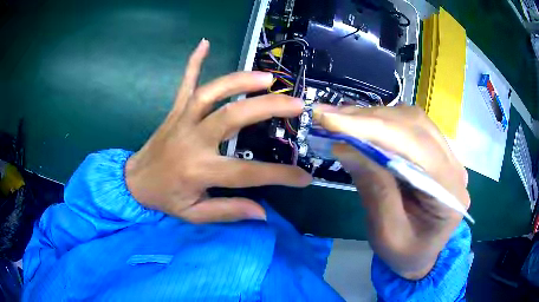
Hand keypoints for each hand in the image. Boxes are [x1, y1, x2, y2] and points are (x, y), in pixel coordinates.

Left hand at [125, 39, 311, 222]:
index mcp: (199, 170)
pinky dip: (194, 62)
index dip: (279, 175)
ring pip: (211, 93)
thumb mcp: (194, 214)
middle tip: (295, 104)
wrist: (134, 182)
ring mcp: (182, 120)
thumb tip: (262, 213)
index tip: (304, 176)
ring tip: (267, 77)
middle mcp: (192, 140)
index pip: (247, 173)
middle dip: (267, 108)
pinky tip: (204, 43)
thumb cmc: (165, 199)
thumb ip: (228, 211)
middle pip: (232, 117)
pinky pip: (185, 83)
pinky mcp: (174, 111)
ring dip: (239, 81)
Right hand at [313, 105, 469, 279]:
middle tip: (328, 117)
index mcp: (450, 193)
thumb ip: (374, 190)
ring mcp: (448, 156)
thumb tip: (345, 146)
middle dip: (369, 118)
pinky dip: (381, 122)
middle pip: (415, 126)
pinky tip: (360, 124)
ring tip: (339, 119)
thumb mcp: (386, 234)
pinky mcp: (435, 152)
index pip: (417, 147)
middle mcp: (454, 167)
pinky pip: (409, 126)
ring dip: (373, 117)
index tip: (332, 121)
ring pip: (411, 120)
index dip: (374, 129)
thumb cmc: (405, 254)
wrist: (421, 255)